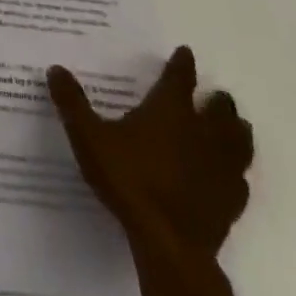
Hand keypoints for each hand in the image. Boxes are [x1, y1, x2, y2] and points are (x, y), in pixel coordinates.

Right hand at [48, 47, 253, 259]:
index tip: (186, 52)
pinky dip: (236, 171)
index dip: (182, 63)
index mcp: (170, 111)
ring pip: (239, 141)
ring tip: (234, 126)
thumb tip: (56, 68)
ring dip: (236, 130)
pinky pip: (240, 179)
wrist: (169, 243)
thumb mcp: (88, 137)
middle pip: (219, 109)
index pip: (180, 78)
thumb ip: (72, 103)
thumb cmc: (128, 180)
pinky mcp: (231, 200)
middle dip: (216, 100)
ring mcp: (222, 168)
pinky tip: (230, 175)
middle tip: (214, 95)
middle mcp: (202, 132)